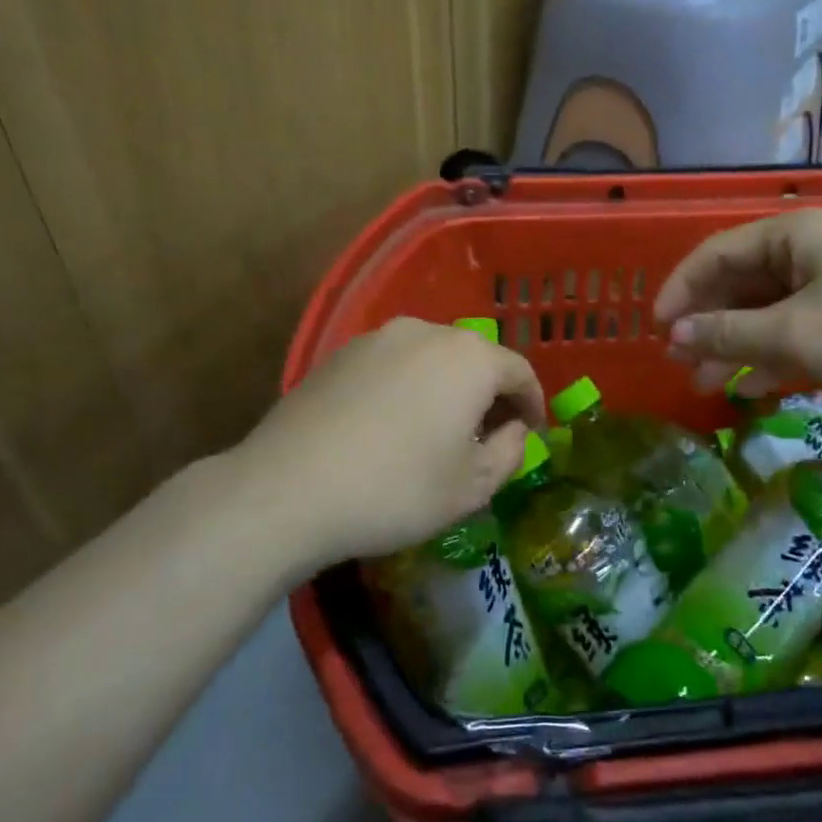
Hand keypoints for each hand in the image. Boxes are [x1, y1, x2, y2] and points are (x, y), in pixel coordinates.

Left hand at [233, 317, 544, 565]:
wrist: (288, 489)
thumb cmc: (397, 489)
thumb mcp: (473, 487)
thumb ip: (510, 451)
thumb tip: (513, 429)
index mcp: (469, 358)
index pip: (519, 371)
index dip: (533, 403)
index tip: (533, 432)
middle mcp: (427, 332)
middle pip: (475, 359)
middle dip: (489, 395)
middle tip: (487, 436)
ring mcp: (377, 339)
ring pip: (432, 360)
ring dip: (447, 389)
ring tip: (438, 431)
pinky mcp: (339, 354)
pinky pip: (393, 366)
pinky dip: (407, 388)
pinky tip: (392, 426)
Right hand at [654, 209, 821, 410]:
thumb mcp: (793, 335)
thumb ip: (727, 333)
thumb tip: (674, 334)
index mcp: (792, 235)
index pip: (715, 254)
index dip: (680, 290)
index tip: (656, 330)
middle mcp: (808, 250)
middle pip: (738, 282)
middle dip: (705, 323)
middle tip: (677, 362)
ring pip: (764, 310)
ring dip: (732, 344)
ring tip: (704, 383)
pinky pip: (793, 329)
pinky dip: (769, 355)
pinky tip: (750, 387)